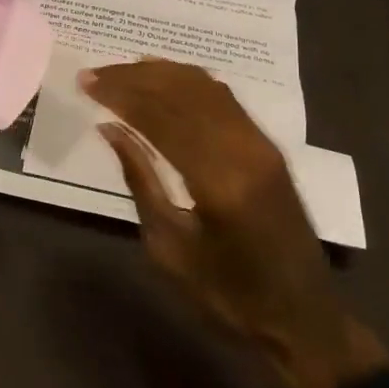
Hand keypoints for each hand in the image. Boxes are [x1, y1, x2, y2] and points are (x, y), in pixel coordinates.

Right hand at [83, 60, 388, 387]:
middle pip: (182, 93)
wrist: (302, 316)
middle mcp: (244, 150)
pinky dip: (189, 82)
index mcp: (218, 182)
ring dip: (161, 74)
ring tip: (122, 71)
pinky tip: (163, 80)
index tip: (86, 82)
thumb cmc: (227, 295)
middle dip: (134, 78)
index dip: (120, 94)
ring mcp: (261, 144)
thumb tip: (109, 128)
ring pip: (205, 88)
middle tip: (96, 73)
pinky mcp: (269, 146)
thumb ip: (140, 179)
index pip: (160, 118)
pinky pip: (224, 99)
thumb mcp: (169, 247)